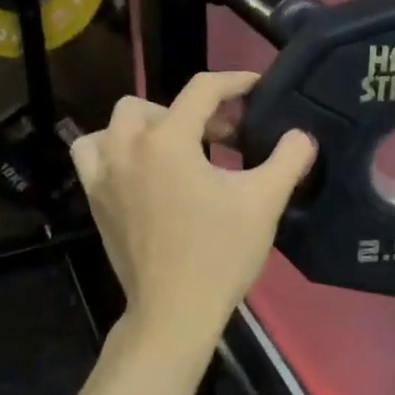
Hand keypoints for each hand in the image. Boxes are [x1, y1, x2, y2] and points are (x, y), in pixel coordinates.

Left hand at [71, 72, 317, 350]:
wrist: (174, 312)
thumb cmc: (220, 253)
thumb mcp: (264, 202)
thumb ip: (288, 159)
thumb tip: (301, 136)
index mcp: (168, 141)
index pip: (202, 90)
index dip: (234, 82)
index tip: (256, 88)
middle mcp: (128, 148)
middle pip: (153, 104)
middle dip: (191, 112)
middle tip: (223, 137)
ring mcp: (104, 175)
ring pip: (115, 125)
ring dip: (146, 127)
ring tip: (175, 148)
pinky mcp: (95, 200)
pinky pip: (94, 155)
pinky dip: (114, 151)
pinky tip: (141, 171)